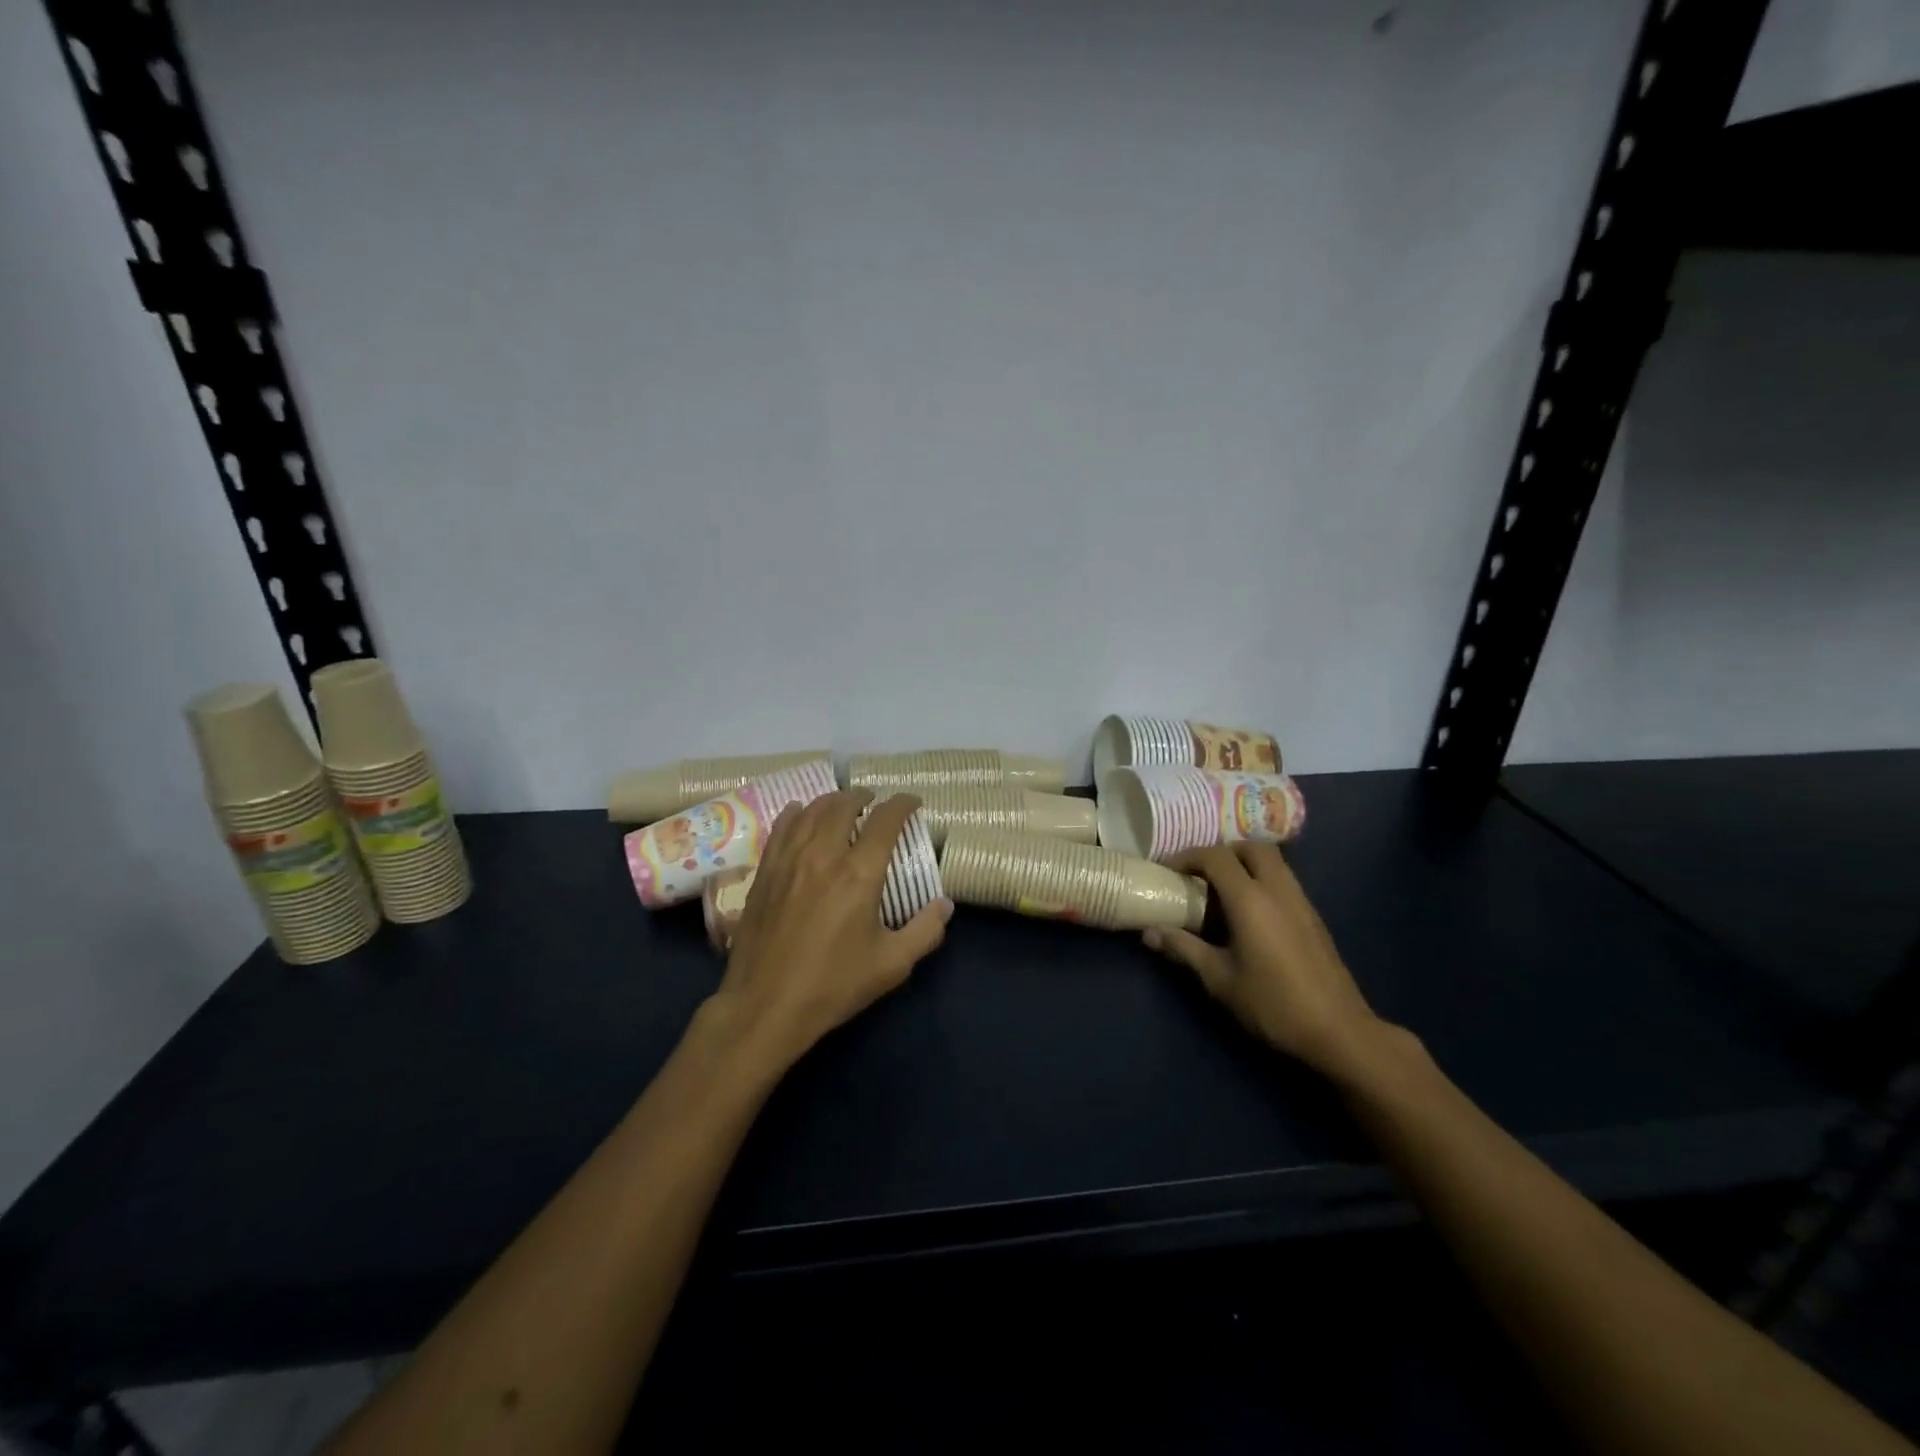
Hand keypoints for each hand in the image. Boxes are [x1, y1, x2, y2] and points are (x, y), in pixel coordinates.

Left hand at [706, 790, 952, 1073]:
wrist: (766, 1006)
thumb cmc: (833, 985)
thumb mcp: (892, 965)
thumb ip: (925, 931)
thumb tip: (945, 905)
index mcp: (859, 874)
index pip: (885, 820)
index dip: (902, 804)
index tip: (912, 803)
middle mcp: (823, 855)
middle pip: (843, 806)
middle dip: (863, 797)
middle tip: (874, 803)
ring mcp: (789, 861)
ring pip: (810, 811)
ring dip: (831, 802)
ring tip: (842, 805)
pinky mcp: (764, 873)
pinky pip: (780, 828)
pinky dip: (795, 814)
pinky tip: (799, 813)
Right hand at [1144, 842, 1387, 1081]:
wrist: (1338, 1031)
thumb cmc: (1273, 1004)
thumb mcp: (1219, 979)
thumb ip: (1183, 949)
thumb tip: (1148, 932)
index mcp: (1251, 900)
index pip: (1215, 857)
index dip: (1187, 857)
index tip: (1167, 870)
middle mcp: (1278, 890)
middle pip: (1250, 847)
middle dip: (1221, 852)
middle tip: (1199, 874)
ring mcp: (1301, 901)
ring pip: (1272, 861)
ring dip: (1243, 863)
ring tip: (1221, 890)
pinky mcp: (1313, 917)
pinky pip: (1283, 880)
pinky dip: (1261, 880)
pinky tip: (1249, 912)